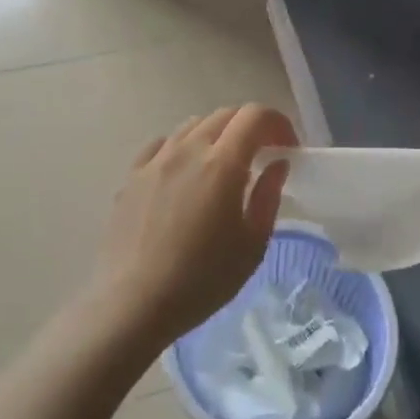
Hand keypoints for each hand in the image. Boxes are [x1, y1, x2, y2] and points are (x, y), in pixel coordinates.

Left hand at [86, 104, 295, 351]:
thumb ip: (268, 196)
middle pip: (224, 115)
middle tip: (262, 156)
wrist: (134, 303)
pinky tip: (184, 174)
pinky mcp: (131, 177)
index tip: (288, 148)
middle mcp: (187, 150)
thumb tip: (277, 164)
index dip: (278, 123)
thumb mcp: (252, 245)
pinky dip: (182, 148)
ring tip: (223, 166)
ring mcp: (155, 161)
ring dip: (217, 135)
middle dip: (250, 127)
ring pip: (192, 126)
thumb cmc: (203, 279)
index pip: (255, 115)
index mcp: (222, 163)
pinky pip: (162, 145)